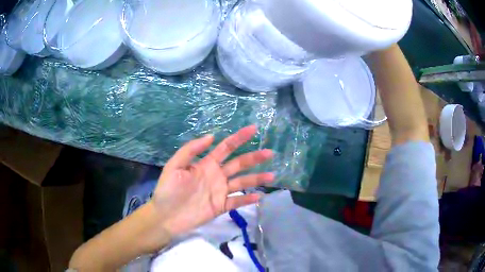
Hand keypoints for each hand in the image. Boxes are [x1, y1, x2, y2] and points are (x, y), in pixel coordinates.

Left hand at [151, 125, 273, 237]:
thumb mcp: (175, 165)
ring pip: (242, 182)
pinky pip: (237, 201)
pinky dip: (247, 199)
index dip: (239, 138)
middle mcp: (216, 175)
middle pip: (239, 164)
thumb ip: (191, 150)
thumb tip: (212, 136)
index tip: (253, 129)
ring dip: (257, 179)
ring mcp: (220, 191)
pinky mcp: (221, 206)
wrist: (165, 215)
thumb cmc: (168, 190)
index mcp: (206, 164)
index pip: (226, 148)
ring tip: (271, 175)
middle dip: (254, 157)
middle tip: (269, 152)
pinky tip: (259, 196)